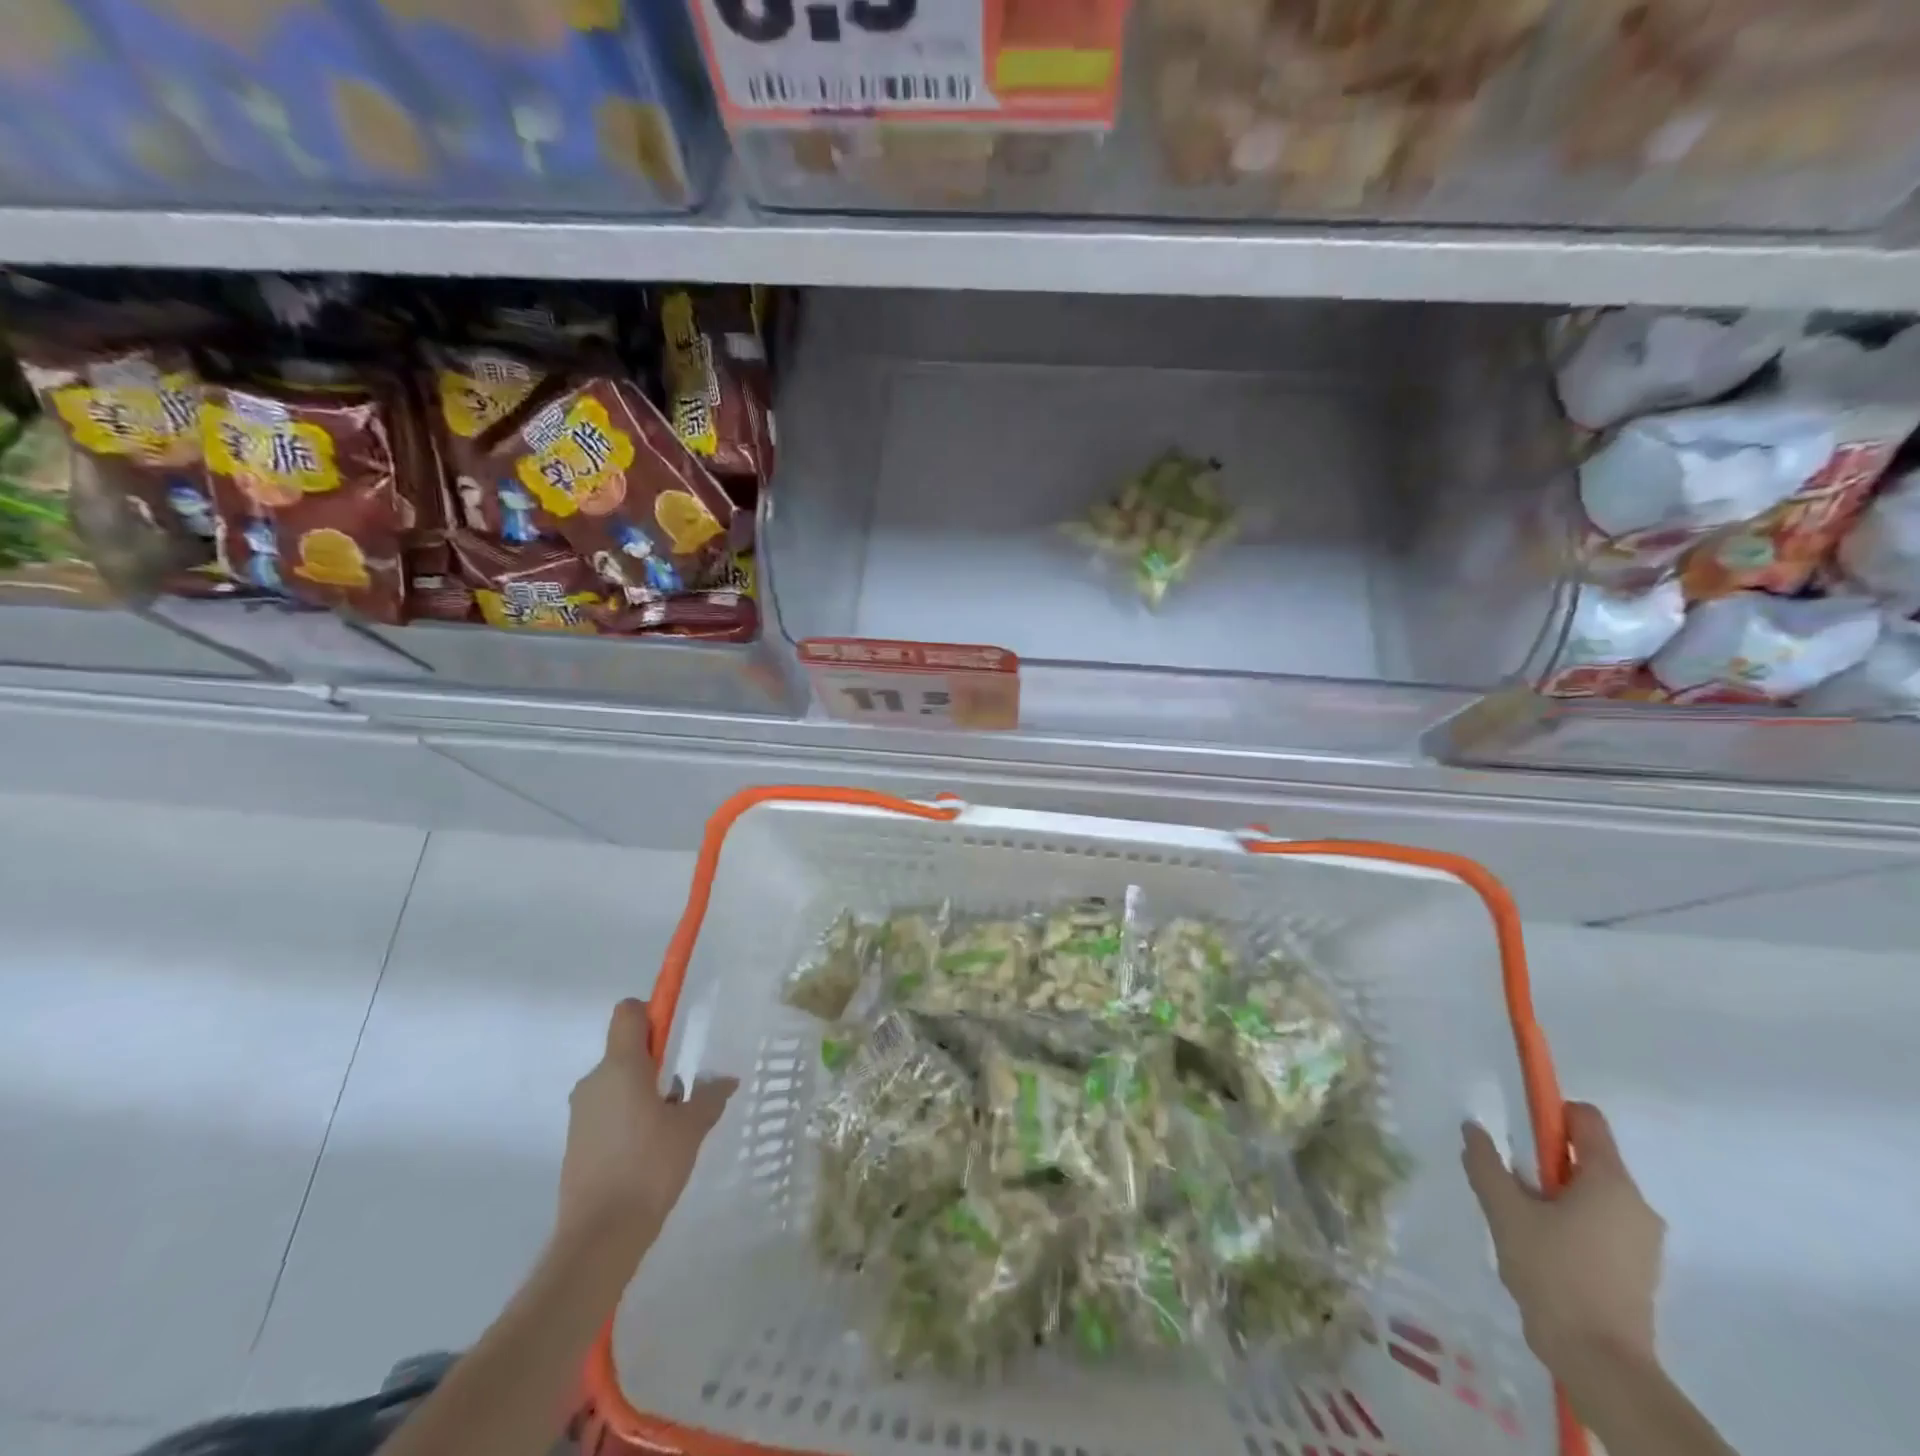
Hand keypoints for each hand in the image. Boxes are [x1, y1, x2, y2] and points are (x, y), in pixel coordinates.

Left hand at [556, 998, 736, 1262]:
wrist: (599, 1238)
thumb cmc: (649, 1167)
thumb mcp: (691, 1128)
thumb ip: (709, 1096)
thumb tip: (725, 1080)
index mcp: (621, 1066)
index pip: (628, 1013)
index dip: (652, 1013)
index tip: (674, 1036)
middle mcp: (594, 1081)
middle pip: (626, 1050)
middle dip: (656, 1063)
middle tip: (682, 1092)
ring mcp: (581, 1112)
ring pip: (618, 1083)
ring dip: (643, 1093)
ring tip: (669, 1128)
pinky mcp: (576, 1141)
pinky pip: (607, 1111)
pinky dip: (628, 1118)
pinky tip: (649, 1150)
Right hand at [1462, 1102, 1665, 1374]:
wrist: (1600, 1362)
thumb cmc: (1553, 1273)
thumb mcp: (1504, 1210)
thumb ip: (1485, 1163)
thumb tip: (1474, 1128)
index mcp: (1611, 1182)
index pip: (1586, 1120)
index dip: (1548, 1113)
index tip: (1516, 1133)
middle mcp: (1636, 1205)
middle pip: (1584, 1157)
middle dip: (1543, 1162)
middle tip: (1510, 1186)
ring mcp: (1642, 1241)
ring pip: (1589, 1193)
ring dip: (1552, 1195)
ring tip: (1520, 1224)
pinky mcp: (1638, 1269)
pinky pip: (1598, 1223)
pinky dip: (1568, 1222)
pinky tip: (1540, 1249)